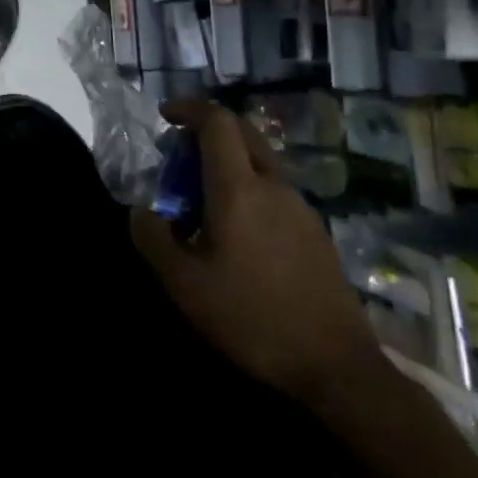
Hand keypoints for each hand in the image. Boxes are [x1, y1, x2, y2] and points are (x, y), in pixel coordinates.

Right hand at [130, 101, 383, 406]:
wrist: (338, 368)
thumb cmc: (252, 319)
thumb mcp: (184, 284)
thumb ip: (153, 239)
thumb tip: (140, 211)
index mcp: (239, 189)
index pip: (217, 122)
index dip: (188, 109)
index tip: (165, 116)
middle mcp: (274, 187)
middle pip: (243, 133)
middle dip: (208, 130)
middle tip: (179, 153)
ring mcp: (301, 209)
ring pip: (260, 163)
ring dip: (228, 163)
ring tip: (201, 200)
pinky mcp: (316, 233)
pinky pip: (275, 191)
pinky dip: (248, 189)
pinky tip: (236, 232)